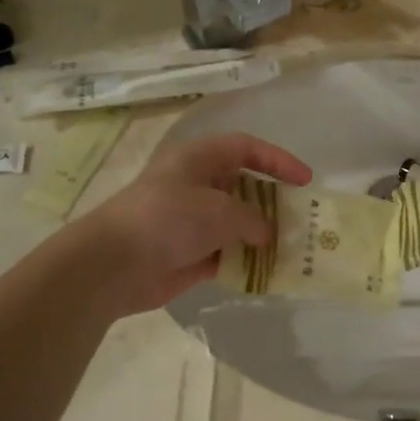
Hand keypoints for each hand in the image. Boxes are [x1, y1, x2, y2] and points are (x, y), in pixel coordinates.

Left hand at [70, 132, 311, 315]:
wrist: (114, 264)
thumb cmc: (169, 219)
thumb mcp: (220, 212)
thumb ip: (253, 219)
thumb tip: (267, 232)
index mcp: (200, 160)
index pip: (246, 148)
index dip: (278, 160)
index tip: (305, 181)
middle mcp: (197, 185)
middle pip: (244, 187)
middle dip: (273, 203)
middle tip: (301, 219)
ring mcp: (192, 221)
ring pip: (237, 223)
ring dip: (262, 236)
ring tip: (292, 249)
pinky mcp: (188, 253)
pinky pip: (226, 253)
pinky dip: (245, 260)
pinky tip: (268, 271)